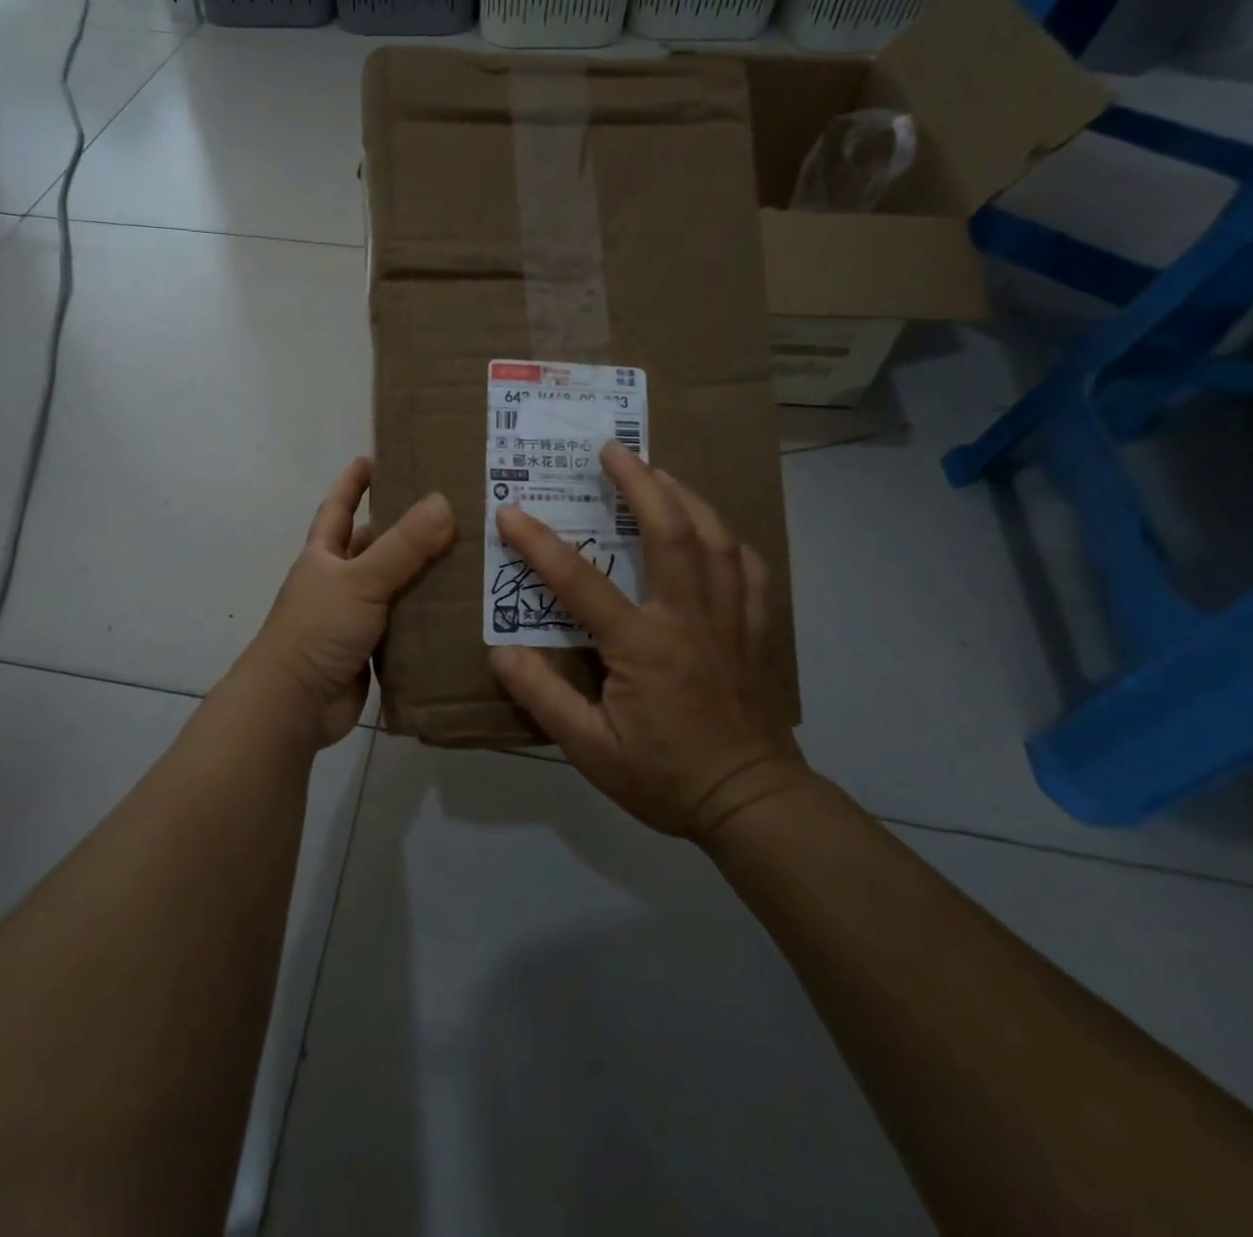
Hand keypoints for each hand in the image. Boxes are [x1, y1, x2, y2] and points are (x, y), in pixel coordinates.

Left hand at [247, 457, 455, 748]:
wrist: (295, 704)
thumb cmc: (317, 630)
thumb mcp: (360, 580)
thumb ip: (403, 546)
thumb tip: (444, 501)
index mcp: (324, 556)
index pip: (338, 508)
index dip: (353, 483)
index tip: (374, 458)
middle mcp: (338, 582)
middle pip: (375, 546)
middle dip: (405, 529)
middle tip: (452, 510)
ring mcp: (354, 617)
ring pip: (395, 586)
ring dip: (424, 574)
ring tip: (470, 555)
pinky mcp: (371, 650)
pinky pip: (405, 624)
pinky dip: (427, 616)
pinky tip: (461, 608)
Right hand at [489, 441, 805, 842]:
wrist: (751, 802)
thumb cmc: (665, 777)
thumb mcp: (590, 749)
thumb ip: (544, 697)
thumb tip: (500, 652)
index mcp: (643, 645)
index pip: (581, 582)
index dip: (541, 545)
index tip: (511, 513)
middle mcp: (688, 618)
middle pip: (670, 532)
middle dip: (640, 483)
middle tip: (614, 449)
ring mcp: (729, 620)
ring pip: (714, 538)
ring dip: (685, 496)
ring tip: (659, 471)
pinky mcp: (753, 631)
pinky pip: (748, 569)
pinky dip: (728, 539)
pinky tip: (713, 531)